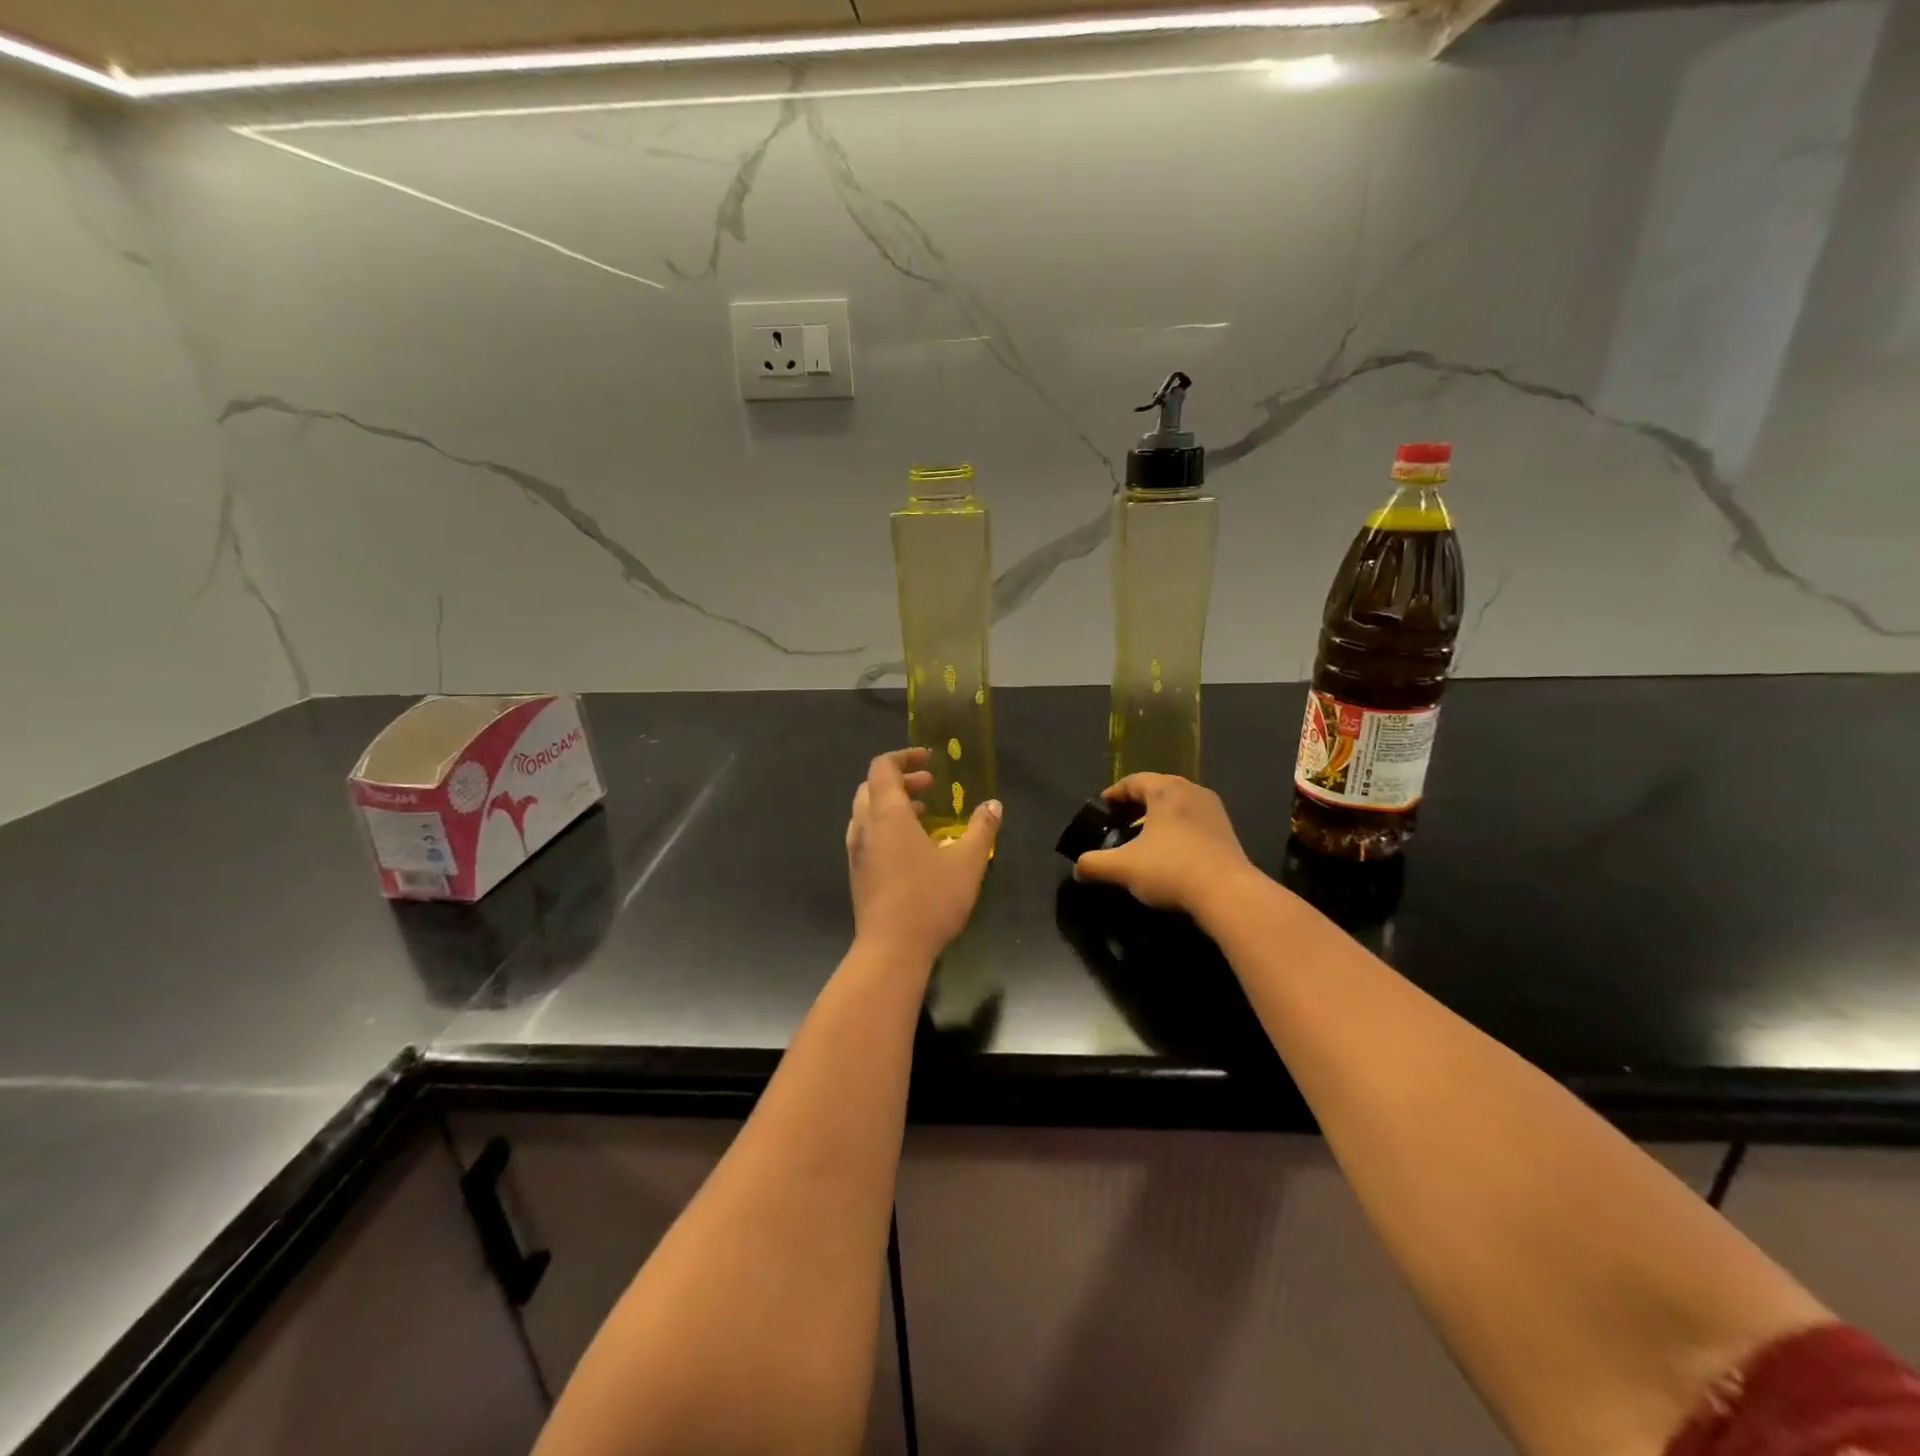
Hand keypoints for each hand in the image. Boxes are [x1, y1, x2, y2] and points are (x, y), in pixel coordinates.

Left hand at [846, 748, 1001, 962]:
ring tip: (924, 814)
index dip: (903, 757)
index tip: (929, 761)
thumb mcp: (967, 863)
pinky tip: (912, 848)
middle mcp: (865, 827)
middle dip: (900, 780)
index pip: (882, 768)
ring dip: (892, 804)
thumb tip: (993, 805)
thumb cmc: (929, 900)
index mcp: (887, 815)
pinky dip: (886, 827)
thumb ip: (981, 830)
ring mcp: (857, 852)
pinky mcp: (858, 874)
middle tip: (929, 785)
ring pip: (867, 812)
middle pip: (872, 787)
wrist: (890, 950)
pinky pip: (868, 835)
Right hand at [1073, 773, 1259, 916]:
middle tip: (1121, 820)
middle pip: (1158, 789)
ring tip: (1144, 837)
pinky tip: (1169, 852)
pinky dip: (1177, 828)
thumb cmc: (1170, 869)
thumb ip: (1095, 865)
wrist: (1228, 893)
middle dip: (1137, 804)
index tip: (1103, 806)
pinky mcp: (1227, 831)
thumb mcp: (1123, 868)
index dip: (1115, 793)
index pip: (1134, 781)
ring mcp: (1213, 810)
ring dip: (1159, 816)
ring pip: (1178, 804)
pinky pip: (1194, 820)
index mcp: (1165, 790)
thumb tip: (1077, 869)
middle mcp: (1191, 791)